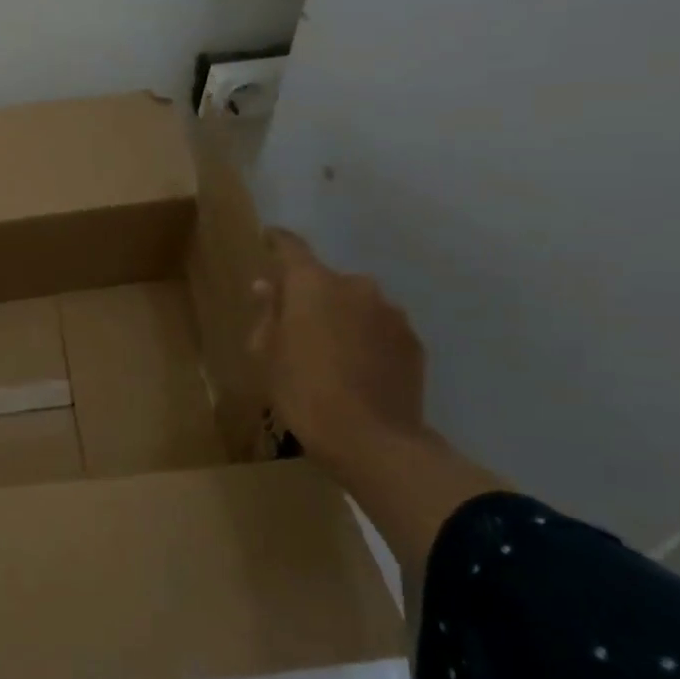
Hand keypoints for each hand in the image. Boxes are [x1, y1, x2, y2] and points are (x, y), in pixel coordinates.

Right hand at [249, 228, 426, 463]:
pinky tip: (357, 369)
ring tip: (330, 354)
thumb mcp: (268, 354)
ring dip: (342, 318)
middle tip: (295, 326)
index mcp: (312, 284)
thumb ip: (268, 314)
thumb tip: (267, 287)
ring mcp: (390, 313)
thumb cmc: (303, 391)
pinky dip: (366, 339)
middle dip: (310, 296)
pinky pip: (380, 329)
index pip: (291, 248)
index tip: (268, 238)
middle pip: (325, 281)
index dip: (277, 241)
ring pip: (356, 305)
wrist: (372, 440)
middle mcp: (356, 286)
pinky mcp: (412, 341)